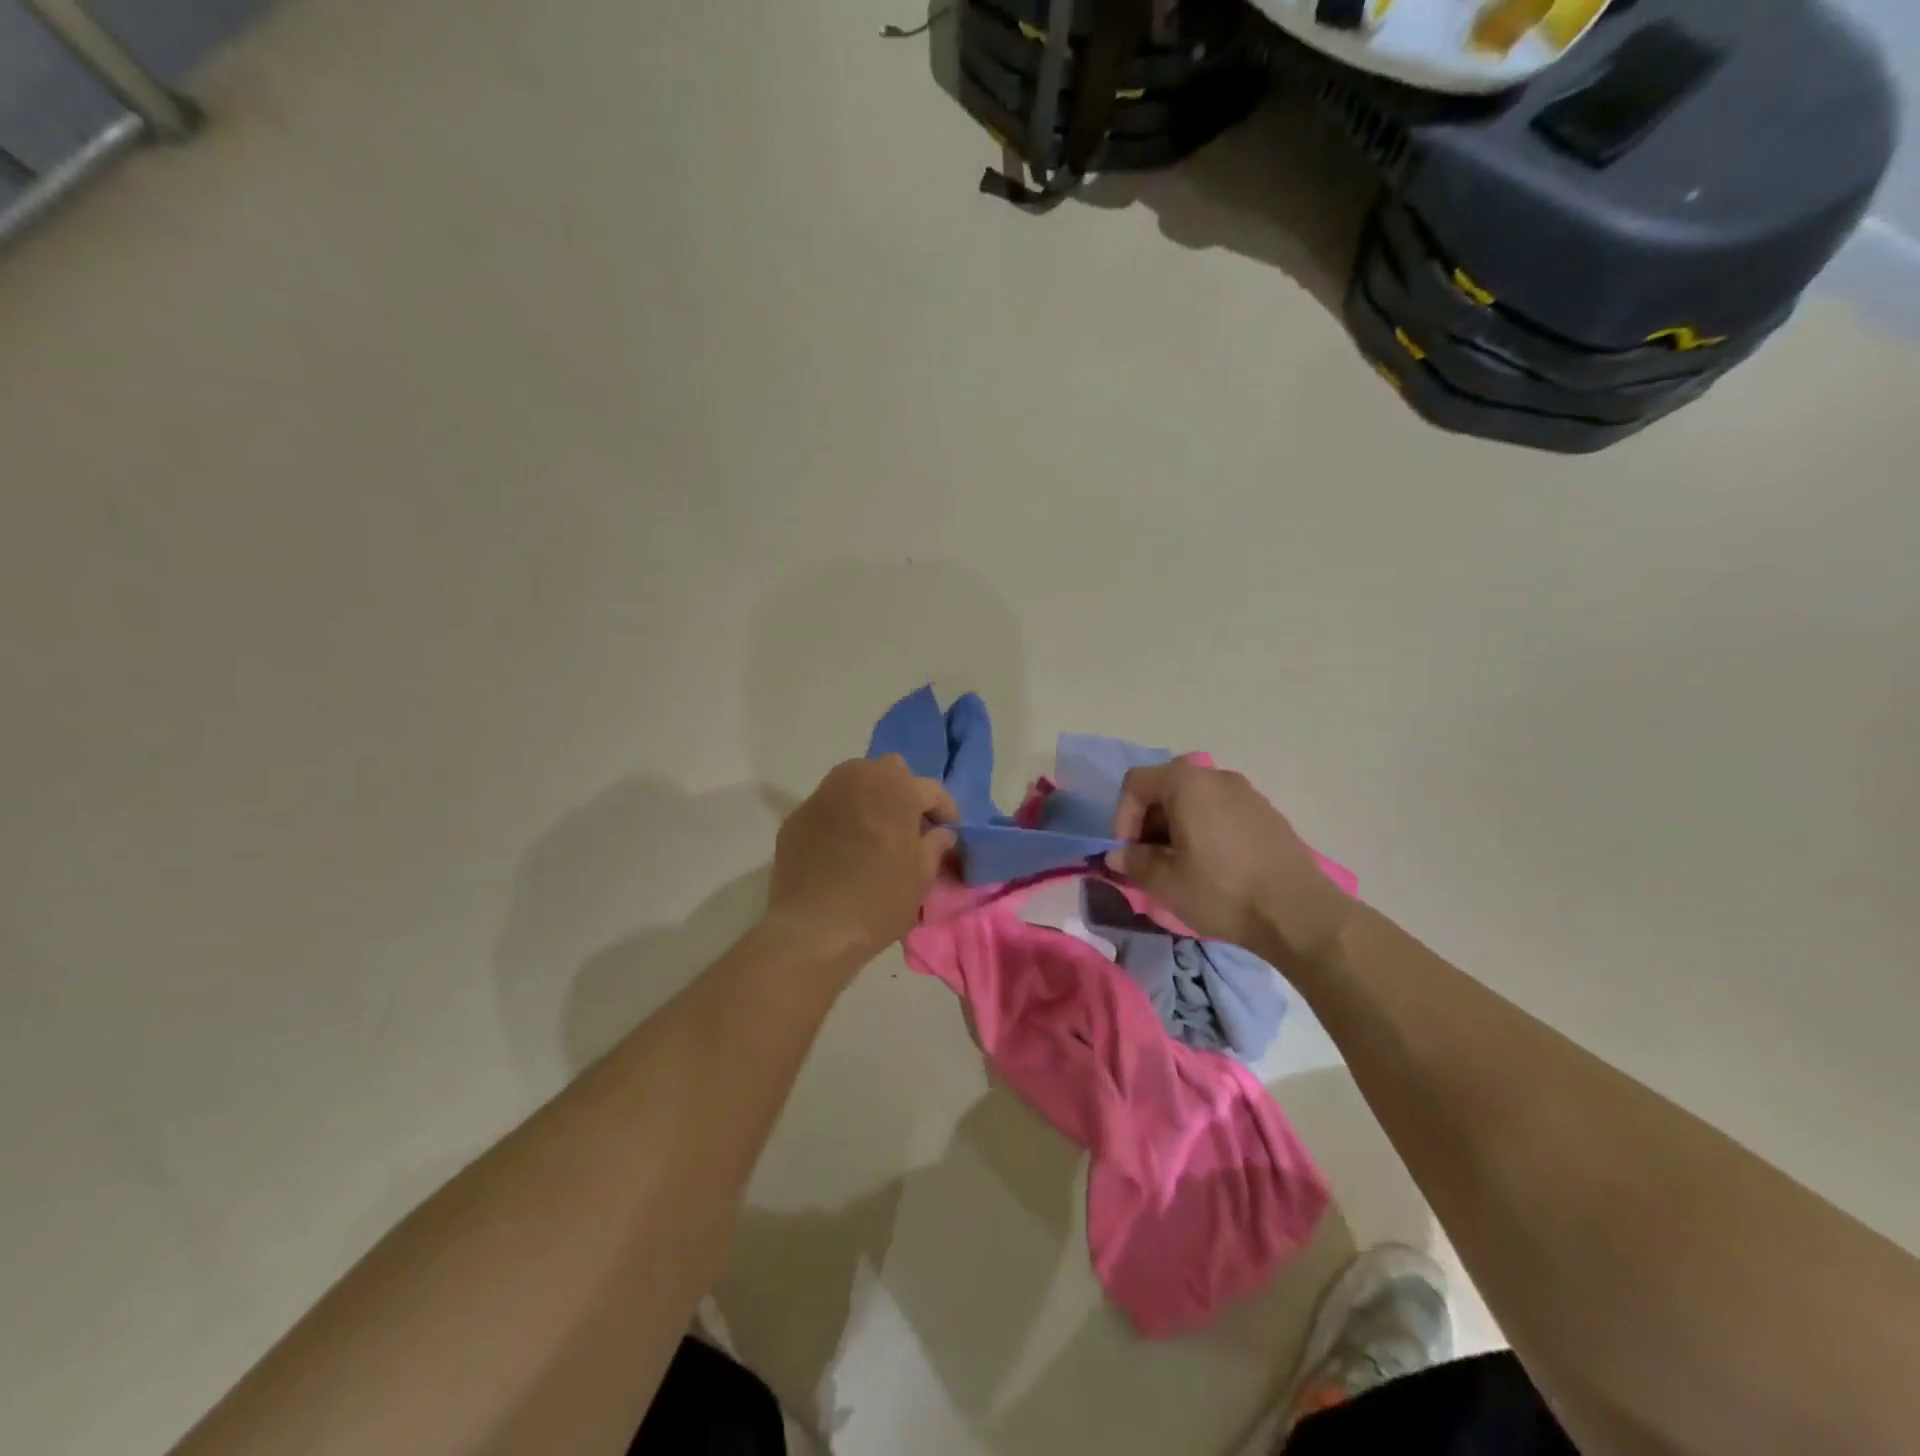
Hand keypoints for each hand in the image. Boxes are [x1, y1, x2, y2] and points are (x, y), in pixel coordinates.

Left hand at [764, 756, 957, 970]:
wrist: (812, 929)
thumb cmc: (878, 902)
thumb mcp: (921, 878)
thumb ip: (935, 846)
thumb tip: (940, 833)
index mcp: (896, 790)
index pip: (930, 789)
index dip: (945, 810)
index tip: (949, 831)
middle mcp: (858, 780)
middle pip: (890, 772)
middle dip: (905, 792)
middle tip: (910, 825)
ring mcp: (822, 795)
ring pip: (855, 781)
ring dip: (871, 797)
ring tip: (876, 830)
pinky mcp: (797, 816)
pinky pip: (829, 805)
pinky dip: (842, 816)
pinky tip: (843, 847)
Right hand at [1108, 759, 1355, 965]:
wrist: (1299, 913)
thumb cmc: (1222, 891)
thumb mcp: (1166, 882)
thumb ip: (1134, 862)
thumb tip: (1117, 856)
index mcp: (1187, 783)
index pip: (1136, 783)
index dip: (1122, 817)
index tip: (1128, 852)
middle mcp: (1216, 776)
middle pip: (1166, 788)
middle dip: (1148, 823)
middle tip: (1149, 861)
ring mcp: (1246, 793)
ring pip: (1194, 801)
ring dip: (1175, 828)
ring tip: (1179, 866)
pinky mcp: (1267, 814)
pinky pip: (1221, 811)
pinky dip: (1204, 830)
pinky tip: (1212, 866)